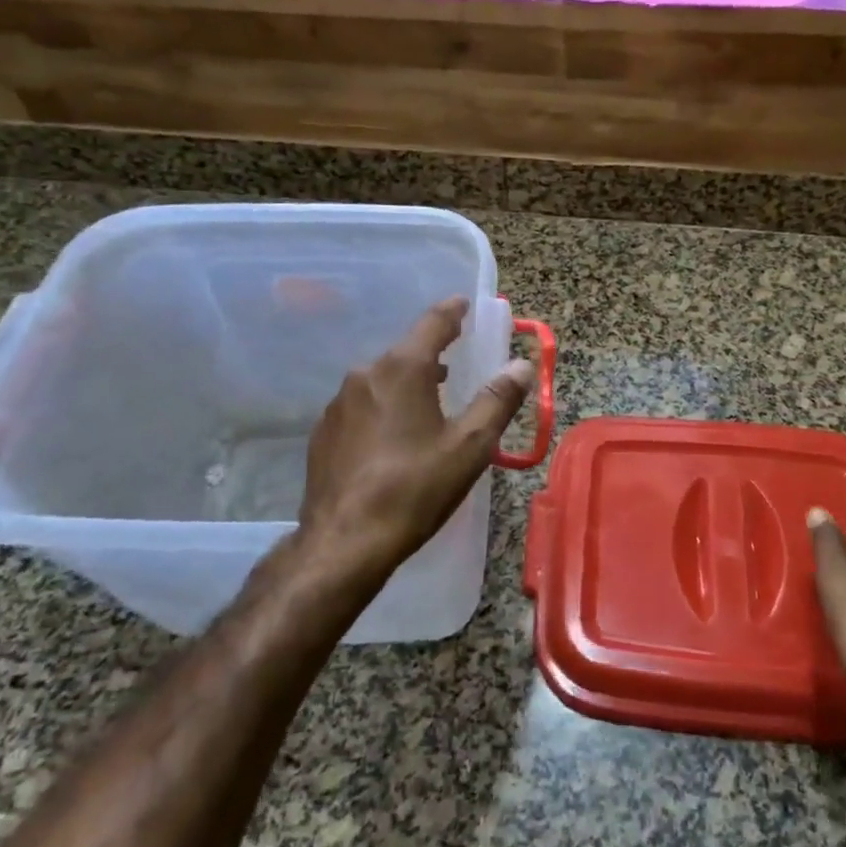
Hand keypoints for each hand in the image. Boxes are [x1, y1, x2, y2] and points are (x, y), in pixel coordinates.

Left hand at [295, 298, 534, 583]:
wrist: (344, 542)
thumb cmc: (415, 488)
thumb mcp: (469, 445)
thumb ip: (497, 399)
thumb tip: (521, 364)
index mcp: (403, 368)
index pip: (433, 322)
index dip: (453, 311)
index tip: (464, 304)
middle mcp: (365, 374)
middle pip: (406, 352)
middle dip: (432, 353)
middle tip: (454, 363)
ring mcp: (338, 403)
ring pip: (381, 380)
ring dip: (407, 384)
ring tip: (429, 403)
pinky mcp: (323, 432)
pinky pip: (361, 406)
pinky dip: (383, 409)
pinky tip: (393, 440)